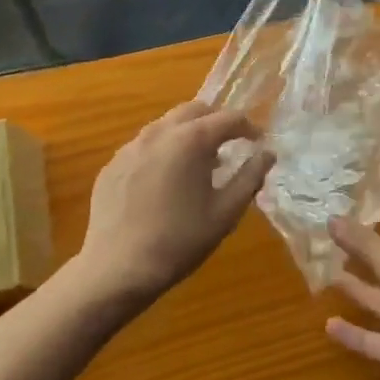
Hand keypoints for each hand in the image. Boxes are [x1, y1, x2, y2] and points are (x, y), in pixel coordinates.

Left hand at [76, 103, 271, 304]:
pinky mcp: (113, 164)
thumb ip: (250, 177)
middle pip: (194, 110)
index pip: (228, 118)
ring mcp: (131, 147)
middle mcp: (159, 132)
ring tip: (198, 164)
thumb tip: (267, 154)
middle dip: (216, 122)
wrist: (117, 269)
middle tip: (229, 146)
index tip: (258, 143)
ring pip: (166, 125)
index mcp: (191, 140)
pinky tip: (165, 182)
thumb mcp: (226, 212)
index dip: (248, 128)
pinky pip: (144, 145)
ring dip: (188, 134)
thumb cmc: (179, 241)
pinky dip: (163, 151)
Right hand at [325, 175, 379, 379]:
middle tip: (332, 217)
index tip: (376, 166)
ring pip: (376, 293)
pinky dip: (351, 331)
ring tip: (323, 266)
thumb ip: (366, 243)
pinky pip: (370, 336)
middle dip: (364, 236)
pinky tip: (328, 324)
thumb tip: (333, 218)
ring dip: (353, 281)